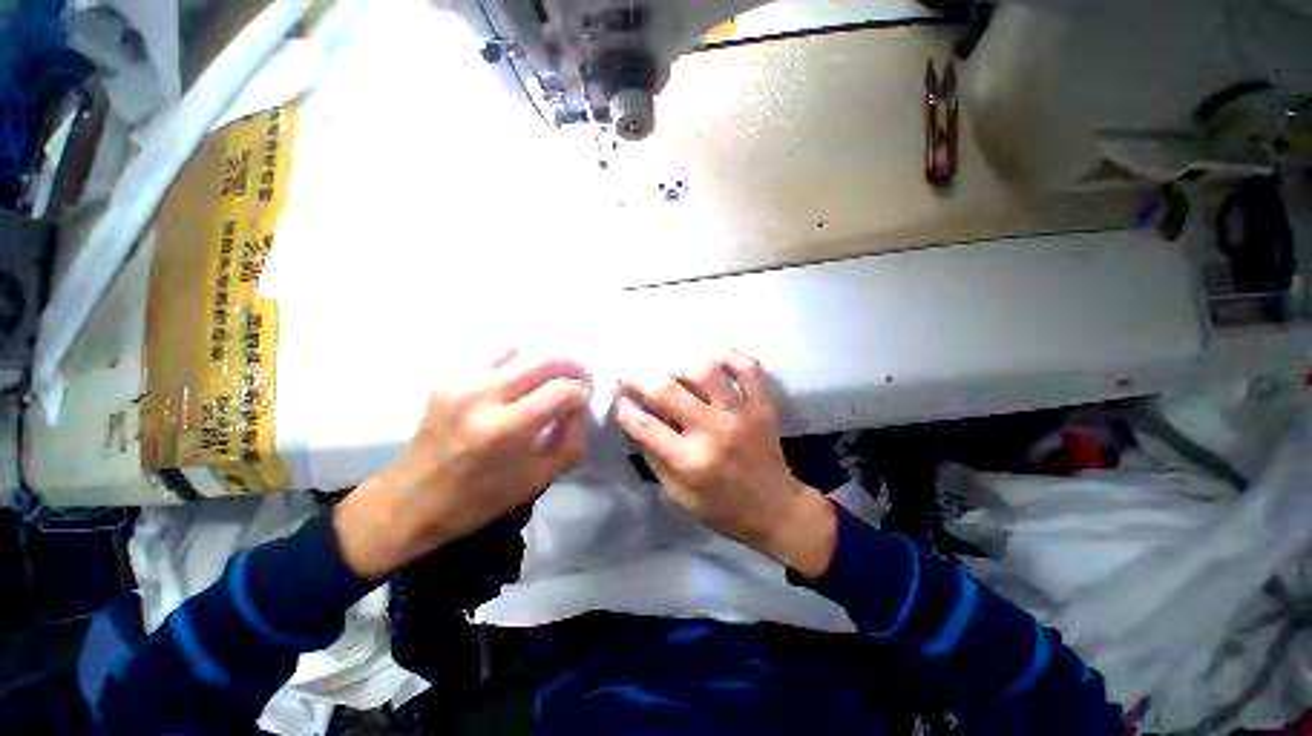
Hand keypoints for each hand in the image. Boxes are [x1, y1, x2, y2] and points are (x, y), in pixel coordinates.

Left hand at [335, 350, 590, 578]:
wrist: (412, 500)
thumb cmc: (482, 498)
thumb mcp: (542, 478)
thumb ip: (572, 437)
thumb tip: (579, 405)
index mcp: (506, 429)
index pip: (563, 390)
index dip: (581, 394)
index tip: (582, 403)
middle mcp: (482, 396)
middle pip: (546, 361)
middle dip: (572, 368)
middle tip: (579, 380)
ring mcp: (461, 382)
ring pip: (522, 352)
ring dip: (544, 364)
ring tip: (547, 382)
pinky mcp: (448, 378)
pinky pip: (495, 356)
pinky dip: (516, 364)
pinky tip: (517, 383)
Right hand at [614, 350, 836, 579]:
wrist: (776, 509)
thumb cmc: (722, 508)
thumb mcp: (678, 495)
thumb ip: (654, 456)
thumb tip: (637, 420)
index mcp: (690, 462)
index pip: (645, 425)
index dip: (624, 408)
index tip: (618, 399)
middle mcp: (714, 432)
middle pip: (668, 391)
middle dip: (640, 379)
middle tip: (632, 375)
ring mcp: (742, 413)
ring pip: (705, 371)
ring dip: (678, 365)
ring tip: (668, 369)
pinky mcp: (763, 405)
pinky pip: (747, 367)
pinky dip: (729, 356)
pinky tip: (712, 359)